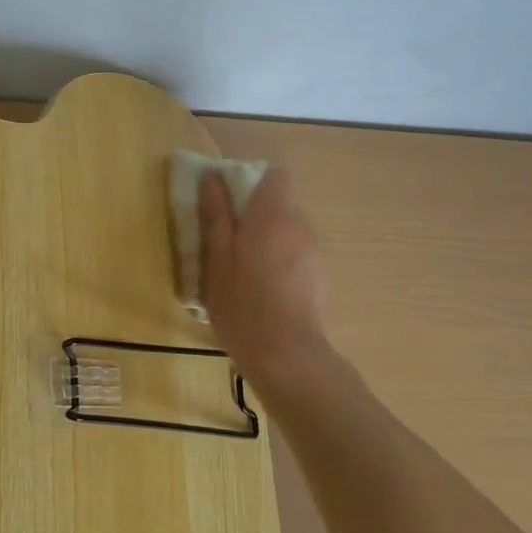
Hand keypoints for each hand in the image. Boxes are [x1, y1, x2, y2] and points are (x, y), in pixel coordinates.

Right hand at [199, 167, 328, 379]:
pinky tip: (263, 289)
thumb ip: (215, 216)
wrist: (287, 356)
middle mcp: (299, 226)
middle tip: (227, 240)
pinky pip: (296, 252)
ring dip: (267, 238)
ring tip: (243, 269)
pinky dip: (279, 259)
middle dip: (255, 213)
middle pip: (281, 202)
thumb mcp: (216, 259)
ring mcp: (313, 252)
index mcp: (272, 216)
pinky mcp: (319, 275)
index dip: (252, 181)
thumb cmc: (242, 305)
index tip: (229, 201)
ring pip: (288, 229)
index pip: (275, 176)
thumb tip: (212, 178)